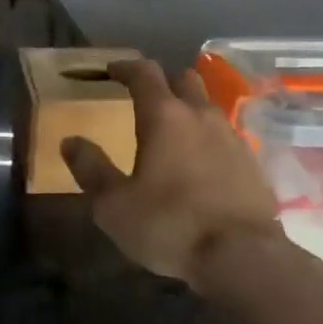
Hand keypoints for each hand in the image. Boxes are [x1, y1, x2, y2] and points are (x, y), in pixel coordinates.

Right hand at [60, 58, 285, 288]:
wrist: (243, 256)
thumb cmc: (170, 225)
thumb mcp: (114, 206)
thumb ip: (91, 169)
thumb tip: (70, 141)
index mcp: (164, 116)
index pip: (144, 73)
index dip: (125, 67)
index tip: (112, 71)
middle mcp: (201, 115)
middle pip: (183, 79)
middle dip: (162, 82)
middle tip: (145, 98)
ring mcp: (232, 136)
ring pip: (208, 106)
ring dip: (189, 109)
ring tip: (174, 132)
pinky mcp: (252, 162)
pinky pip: (226, 136)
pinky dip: (209, 138)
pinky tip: (203, 163)